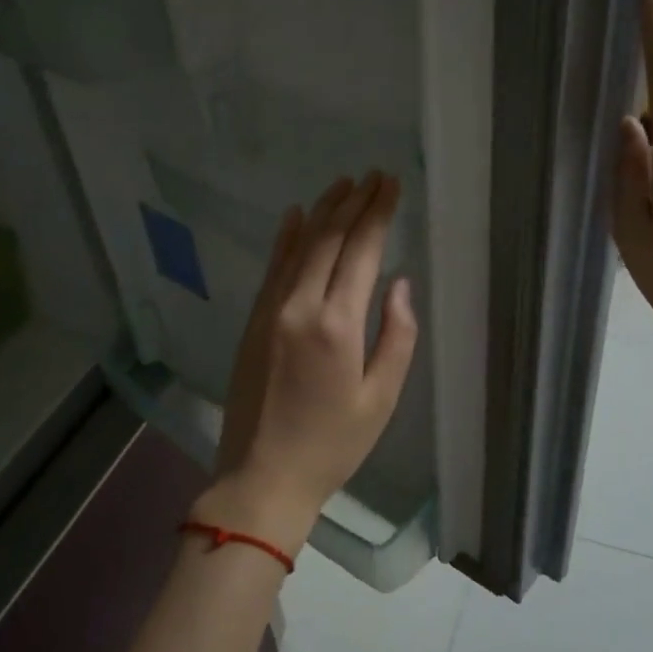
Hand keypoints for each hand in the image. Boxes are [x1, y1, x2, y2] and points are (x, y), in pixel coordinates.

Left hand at [192, 170, 418, 558]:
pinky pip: (272, 267)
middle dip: (354, 202)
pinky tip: (295, 215)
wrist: (262, 475)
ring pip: (299, 245)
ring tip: (343, 183)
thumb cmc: (332, 444)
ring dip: (322, 211)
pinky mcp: (253, 320)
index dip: (378, 213)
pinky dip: (286, 238)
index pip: (361, 251)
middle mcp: (300, 306)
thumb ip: (396, 337)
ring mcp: (270, 310)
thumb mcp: (381, 399)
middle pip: (329, 238)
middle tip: (374, 175)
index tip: (391, 184)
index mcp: (337, 325)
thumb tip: (399, 284)